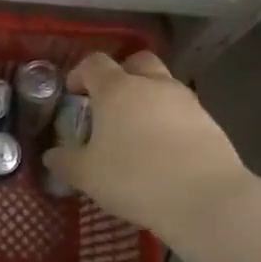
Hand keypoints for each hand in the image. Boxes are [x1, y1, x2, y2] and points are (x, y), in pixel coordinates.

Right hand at [42, 50, 253, 240]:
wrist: (206, 199)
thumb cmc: (135, 178)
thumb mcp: (87, 175)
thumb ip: (65, 161)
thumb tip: (51, 156)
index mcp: (117, 89)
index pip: (94, 63)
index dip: (80, 74)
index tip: (73, 94)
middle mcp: (152, 85)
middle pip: (136, 62)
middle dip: (121, 76)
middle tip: (109, 105)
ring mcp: (185, 101)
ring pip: (162, 86)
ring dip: (147, 99)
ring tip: (136, 133)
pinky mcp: (209, 121)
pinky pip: (182, 111)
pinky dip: (169, 121)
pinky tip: (163, 151)